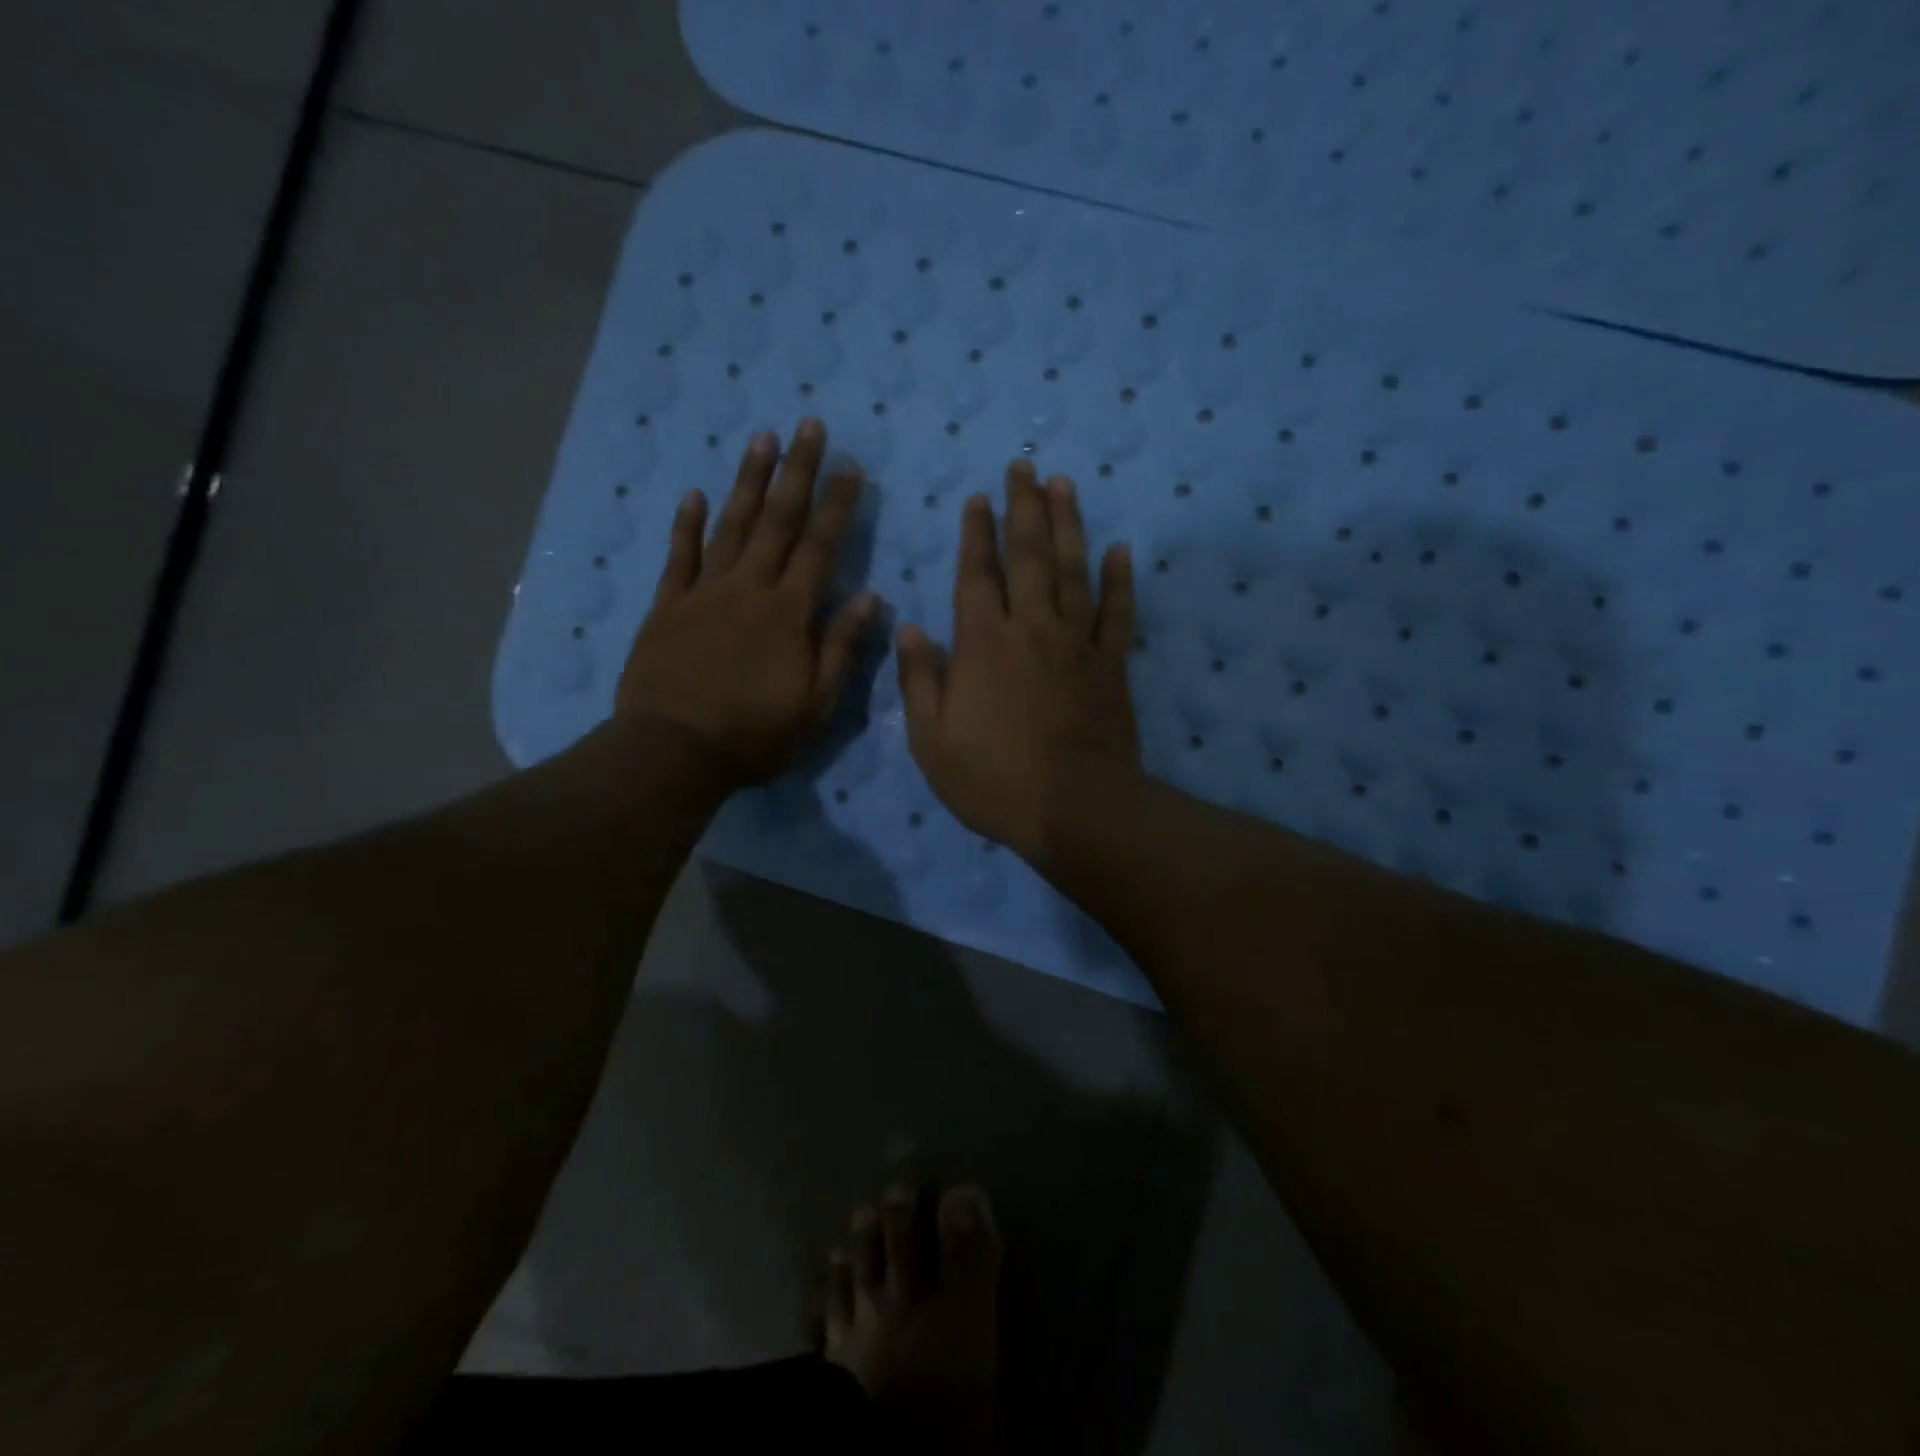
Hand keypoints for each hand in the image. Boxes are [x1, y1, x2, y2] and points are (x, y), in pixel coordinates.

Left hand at [617, 419, 877, 785]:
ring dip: (749, 482)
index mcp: (789, 613)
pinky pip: (680, 556)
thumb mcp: (815, 705)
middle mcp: (749, 589)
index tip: (851, 468)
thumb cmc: (754, 735)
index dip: (838, 506)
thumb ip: (841, 648)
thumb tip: (870, 598)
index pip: (820, 547)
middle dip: (797, 471)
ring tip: (762, 439)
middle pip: (777, 521)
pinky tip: (695, 494)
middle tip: (808, 425)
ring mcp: (704, 593)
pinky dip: (687, 524)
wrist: (673, 751)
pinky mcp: (668, 607)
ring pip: (731, 526)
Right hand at [896, 462, 1140, 863]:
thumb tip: (908, 628)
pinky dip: (1121, 579)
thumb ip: (918, 680)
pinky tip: (1121, 549)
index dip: (976, 534)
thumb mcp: (931, 740)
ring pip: (1073, 570)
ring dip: (1068, 524)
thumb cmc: (993, 779)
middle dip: (1024, 508)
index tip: (978, 499)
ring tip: (1063, 484)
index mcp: (982, 643)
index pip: (977, 574)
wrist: (1073, 809)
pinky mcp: (1112, 664)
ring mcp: (1077, 643)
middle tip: (1024, 466)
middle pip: (1029, 556)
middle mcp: (1031, 628)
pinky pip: (1119, 613)